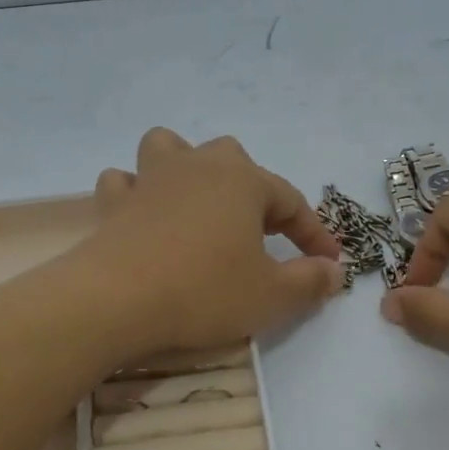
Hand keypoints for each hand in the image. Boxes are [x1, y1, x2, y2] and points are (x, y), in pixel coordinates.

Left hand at [80, 128, 344, 356]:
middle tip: (261, 231)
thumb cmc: (204, 292)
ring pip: (172, 148)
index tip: (329, 263)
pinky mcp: (114, 203)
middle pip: (234, 159)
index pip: (292, 201)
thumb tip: (334, 271)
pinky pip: (125, 182)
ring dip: (187, 167)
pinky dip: (135, 192)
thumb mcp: (272, 296)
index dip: (314, 233)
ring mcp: (151, 179)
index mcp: (243, 181)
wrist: (116, 300)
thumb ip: (310, 281)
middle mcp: (198, 166)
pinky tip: (143, 214)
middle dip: (253, 190)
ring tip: (196, 201)